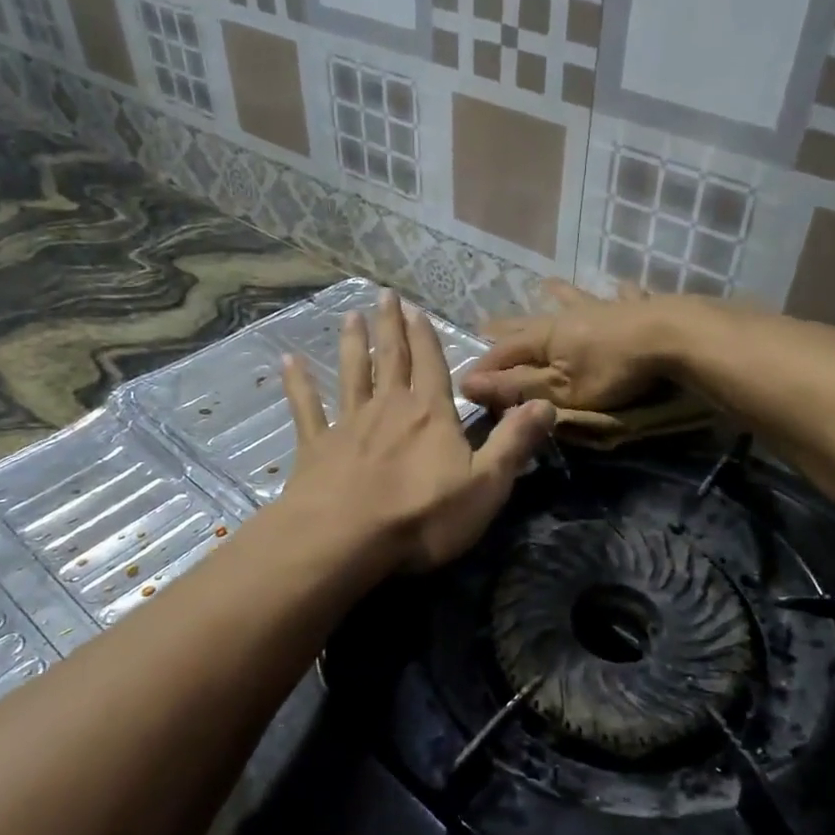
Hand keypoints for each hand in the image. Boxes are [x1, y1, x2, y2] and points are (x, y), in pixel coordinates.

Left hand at [280, 291, 555, 572]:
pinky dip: (298, 384)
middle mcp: (389, 408)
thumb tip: (546, 403)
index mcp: (430, 415)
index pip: (432, 365)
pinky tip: (288, 362)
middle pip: (391, 359)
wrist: (346, 539)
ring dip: (352, 344)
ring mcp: (348, 425)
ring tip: (350, 316)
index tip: (416, 308)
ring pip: (351, 374)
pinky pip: (306, 409)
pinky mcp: (315, 448)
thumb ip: (514, 442)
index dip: (426, 337)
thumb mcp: (487, 484)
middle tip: (384, 295)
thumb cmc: (423, 515)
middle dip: (390, 327)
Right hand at [461, 280, 693, 412]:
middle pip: (530, 322)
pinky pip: (623, 296)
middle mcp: (568, 316)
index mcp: (544, 337)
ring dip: (558, 294)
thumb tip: (468, 383)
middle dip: (507, 326)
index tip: (466, 382)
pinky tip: (622, 287)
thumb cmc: (611, 371)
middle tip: (485, 322)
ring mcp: (602, 308)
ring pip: (573, 299)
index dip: (484, 368)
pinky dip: (619, 293)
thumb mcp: (560, 389)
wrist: (670, 339)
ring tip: (547, 284)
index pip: (503, 352)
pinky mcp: (636, 307)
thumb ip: (517, 387)